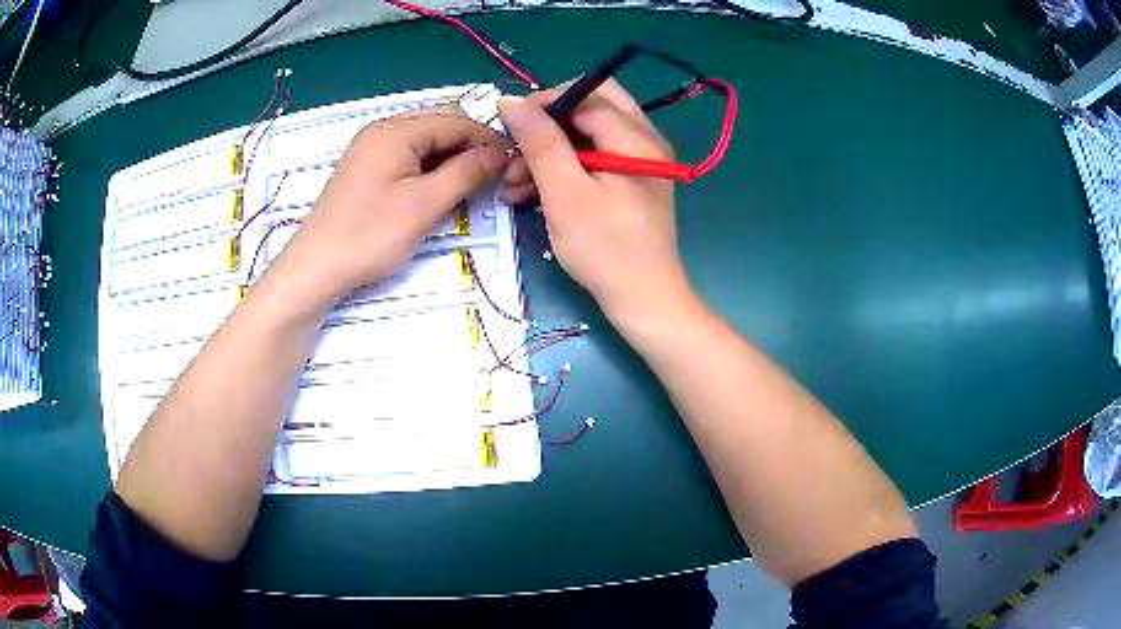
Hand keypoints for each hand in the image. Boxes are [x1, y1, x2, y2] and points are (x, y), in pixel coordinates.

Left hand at [268, 106, 507, 311]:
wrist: (316, 268)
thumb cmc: (369, 235)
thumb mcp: (425, 205)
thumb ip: (467, 173)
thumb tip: (500, 154)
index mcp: (396, 130)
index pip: (456, 121)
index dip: (488, 140)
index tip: (514, 164)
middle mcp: (382, 130)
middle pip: (440, 126)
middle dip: (470, 147)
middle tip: (493, 177)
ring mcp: (371, 149)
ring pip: (425, 143)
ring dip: (451, 159)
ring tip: (470, 186)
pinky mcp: (366, 169)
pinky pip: (408, 157)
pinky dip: (430, 169)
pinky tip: (439, 190)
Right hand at [498, 80, 694, 326]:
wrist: (642, 299)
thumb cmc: (605, 250)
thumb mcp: (566, 195)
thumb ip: (541, 143)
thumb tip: (511, 100)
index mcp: (635, 138)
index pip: (587, 95)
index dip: (545, 102)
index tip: (509, 124)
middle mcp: (643, 139)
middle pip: (590, 105)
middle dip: (548, 123)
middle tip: (517, 146)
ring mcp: (638, 159)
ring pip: (588, 131)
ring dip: (550, 148)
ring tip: (514, 181)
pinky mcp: (629, 178)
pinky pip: (592, 155)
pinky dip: (563, 165)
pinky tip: (530, 190)